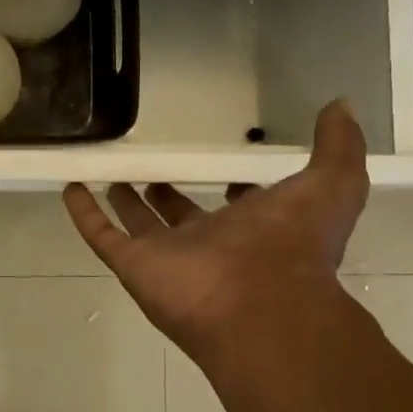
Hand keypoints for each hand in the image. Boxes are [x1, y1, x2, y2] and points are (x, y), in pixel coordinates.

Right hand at [62, 101, 369, 359]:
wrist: (259, 306)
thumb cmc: (292, 246)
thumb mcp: (332, 186)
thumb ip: (338, 146)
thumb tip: (342, 105)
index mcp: (253, 229)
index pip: (239, 204)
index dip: (233, 187)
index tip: (224, 164)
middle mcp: (208, 244)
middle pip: (181, 216)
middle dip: (168, 194)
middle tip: (153, 168)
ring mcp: (167, 257)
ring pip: (139, 225)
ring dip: (125, 201)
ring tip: (111, 172)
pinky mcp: (133, 265)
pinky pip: (101, 234)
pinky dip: (84, 213)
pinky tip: (70, 186)